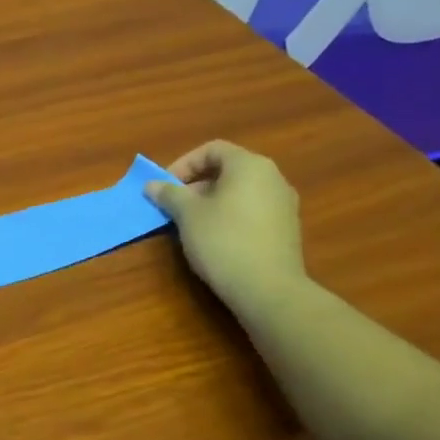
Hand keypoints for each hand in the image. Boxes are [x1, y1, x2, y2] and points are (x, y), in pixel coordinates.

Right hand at [145, 140, 305, 314]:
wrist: (268, 290)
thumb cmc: (223, 241)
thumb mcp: (187, 214)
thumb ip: (169, 194)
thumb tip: (152, 185)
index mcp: (250, 165)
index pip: (212, 149)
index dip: (183, 163)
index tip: (166, 186)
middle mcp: (273, 178)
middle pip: (227, 170)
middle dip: (196, 185)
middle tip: (174, 206)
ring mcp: (284, 204)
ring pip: (240, 192)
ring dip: (212, 201)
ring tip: (191, 224)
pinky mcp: (287, 229)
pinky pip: (253, 211)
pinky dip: (231, 216)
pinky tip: (216, 239)